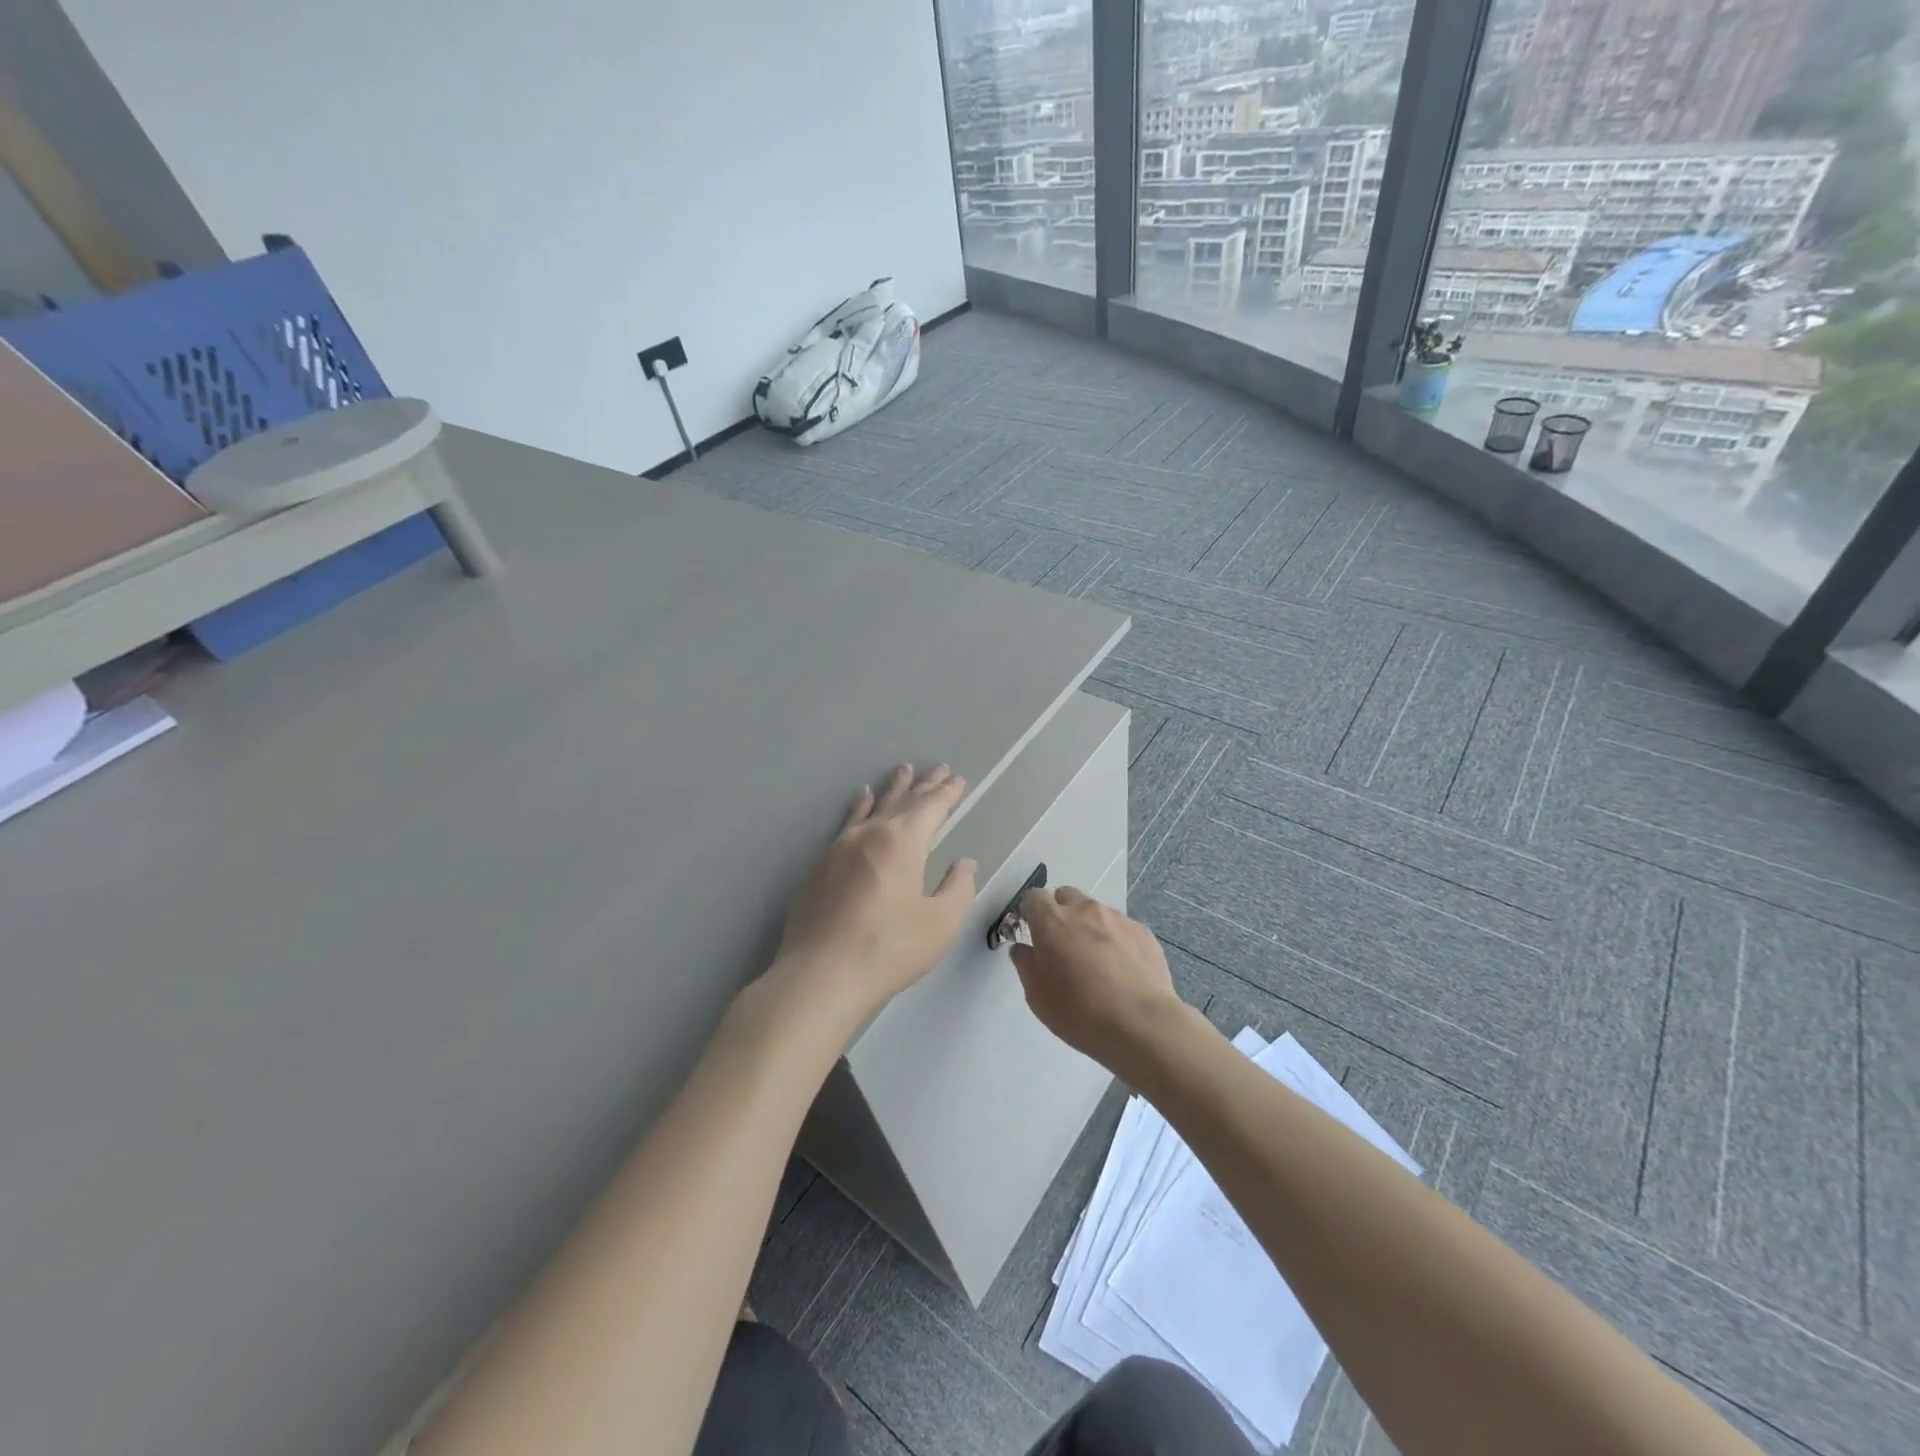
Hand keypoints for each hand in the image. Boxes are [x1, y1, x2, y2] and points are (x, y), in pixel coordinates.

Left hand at [769, 763, 977, 1029]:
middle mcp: (870, 835)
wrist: (820, 975)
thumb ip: (957, 888)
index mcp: (902, 843)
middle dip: (924, 785)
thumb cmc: (888, 950)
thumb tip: (964, 864)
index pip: (931, 808)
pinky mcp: (821, 865)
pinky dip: (860, 807)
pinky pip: (848, 823)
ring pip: (872, 807)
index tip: (958, 780)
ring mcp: (840, 847)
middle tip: (938, 768)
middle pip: (902, 802)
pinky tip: (861, 799)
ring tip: (902, 770)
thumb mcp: (940, 924)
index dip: (947, 793)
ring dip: (892, 789)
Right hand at [1009, 887, 1189, 1077]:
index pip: (1034, 897)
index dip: (1032, 913)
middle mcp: (1085, 910)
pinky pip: (1122, 929)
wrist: (1141, 1025)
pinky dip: (1117, 942)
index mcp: (1053, 921)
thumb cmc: (1079, 1012)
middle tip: (1064, 947)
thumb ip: (1025, 963)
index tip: (1034, 934)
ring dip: (1090, 928)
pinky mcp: (1143, 932)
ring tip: (1098, 964)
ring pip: (1096, 913)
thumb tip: (1024, 948)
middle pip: (1066, 897)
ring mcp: (1117, 918)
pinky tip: (1123, 971)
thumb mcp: (1036, 995)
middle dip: (1061, 914)